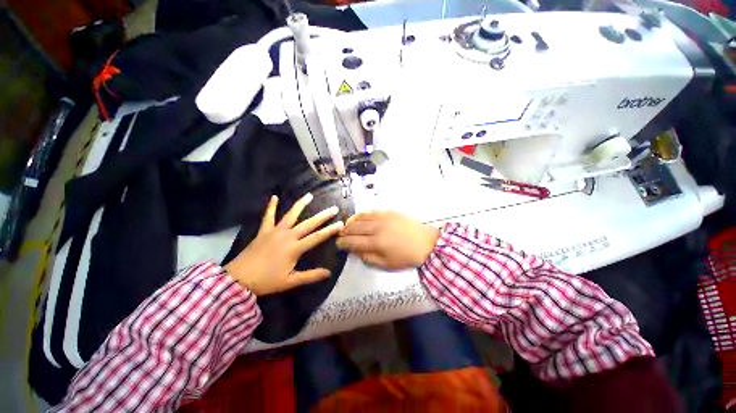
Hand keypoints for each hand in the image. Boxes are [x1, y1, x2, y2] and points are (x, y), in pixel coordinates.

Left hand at [225, 194, 343, 295]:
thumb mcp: (290, 281)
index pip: (317, 237)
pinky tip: (274, 196)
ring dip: (300, 205)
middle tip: (333, 208)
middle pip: (308, 224)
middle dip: (322, 216)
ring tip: (309, 195)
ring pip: (290, 215)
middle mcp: (287, 236)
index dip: (330, 230)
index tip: (341, 224)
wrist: (238, 279)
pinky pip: (268, 216)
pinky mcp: (264, 231)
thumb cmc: (266, 281)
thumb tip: (329, 273)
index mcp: (295, 248)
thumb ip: (310, 276)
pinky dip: (271, 206)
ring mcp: (275, 231)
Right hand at [336, 211, 439, 269]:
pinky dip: (362, 215)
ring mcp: (382, 217)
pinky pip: (371, 211)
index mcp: (376, 243)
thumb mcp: (386, 264)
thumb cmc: (406, 257)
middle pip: (354, 227)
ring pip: (360, 217)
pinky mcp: (388, 211)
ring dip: (351, 222)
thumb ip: (368, 258)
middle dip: (344, 231)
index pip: (352, 241)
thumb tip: (355, 251)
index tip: (338, 244)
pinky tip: (359, 218)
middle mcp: (376, 227)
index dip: (343, 242)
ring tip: (347, 225)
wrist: (426, 242)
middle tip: (340, 234)